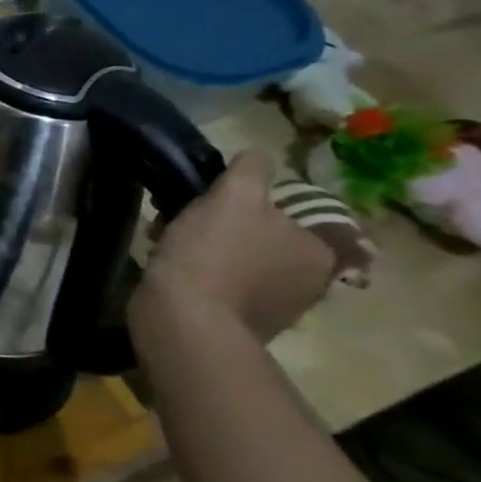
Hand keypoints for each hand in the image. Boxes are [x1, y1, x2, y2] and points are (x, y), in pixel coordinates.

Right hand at [138, 150, 335, 341]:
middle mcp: (307, 282)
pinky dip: (195, 277)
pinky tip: (169, 273)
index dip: (236, 202)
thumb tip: (256, 155)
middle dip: (214, 226)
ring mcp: (274, 309)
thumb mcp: (234, 197)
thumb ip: (250, 170)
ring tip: (163, 246)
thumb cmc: (213, 254)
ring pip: (232, 261)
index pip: (278, 211)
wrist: (183, 320)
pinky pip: (217, 288)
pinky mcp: (238, 326)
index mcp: (316, 251)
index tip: (202, 203)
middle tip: (177, 221)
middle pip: (254, 236)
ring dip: (199, 249)